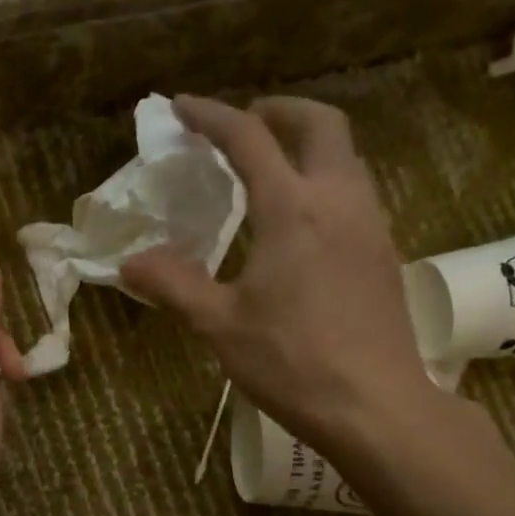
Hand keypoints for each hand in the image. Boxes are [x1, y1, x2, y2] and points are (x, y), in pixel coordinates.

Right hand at [123, 94, 451, 456]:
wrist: (375, 406)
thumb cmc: (292, 363)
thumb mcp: (220, 325)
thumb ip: (174, 285)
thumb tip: (130, 264)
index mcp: (292, 209)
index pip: (249, 139)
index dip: (212, 116)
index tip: (182, 108)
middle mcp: (339, 200)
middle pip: (320, 124)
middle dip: (280, 111)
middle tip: (245, 124)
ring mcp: (370, 225)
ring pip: (345, 157)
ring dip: (308, 145)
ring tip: (271, 169)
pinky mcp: (384, 252)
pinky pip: (356, 192)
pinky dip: (325, 180)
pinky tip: (303, 221)